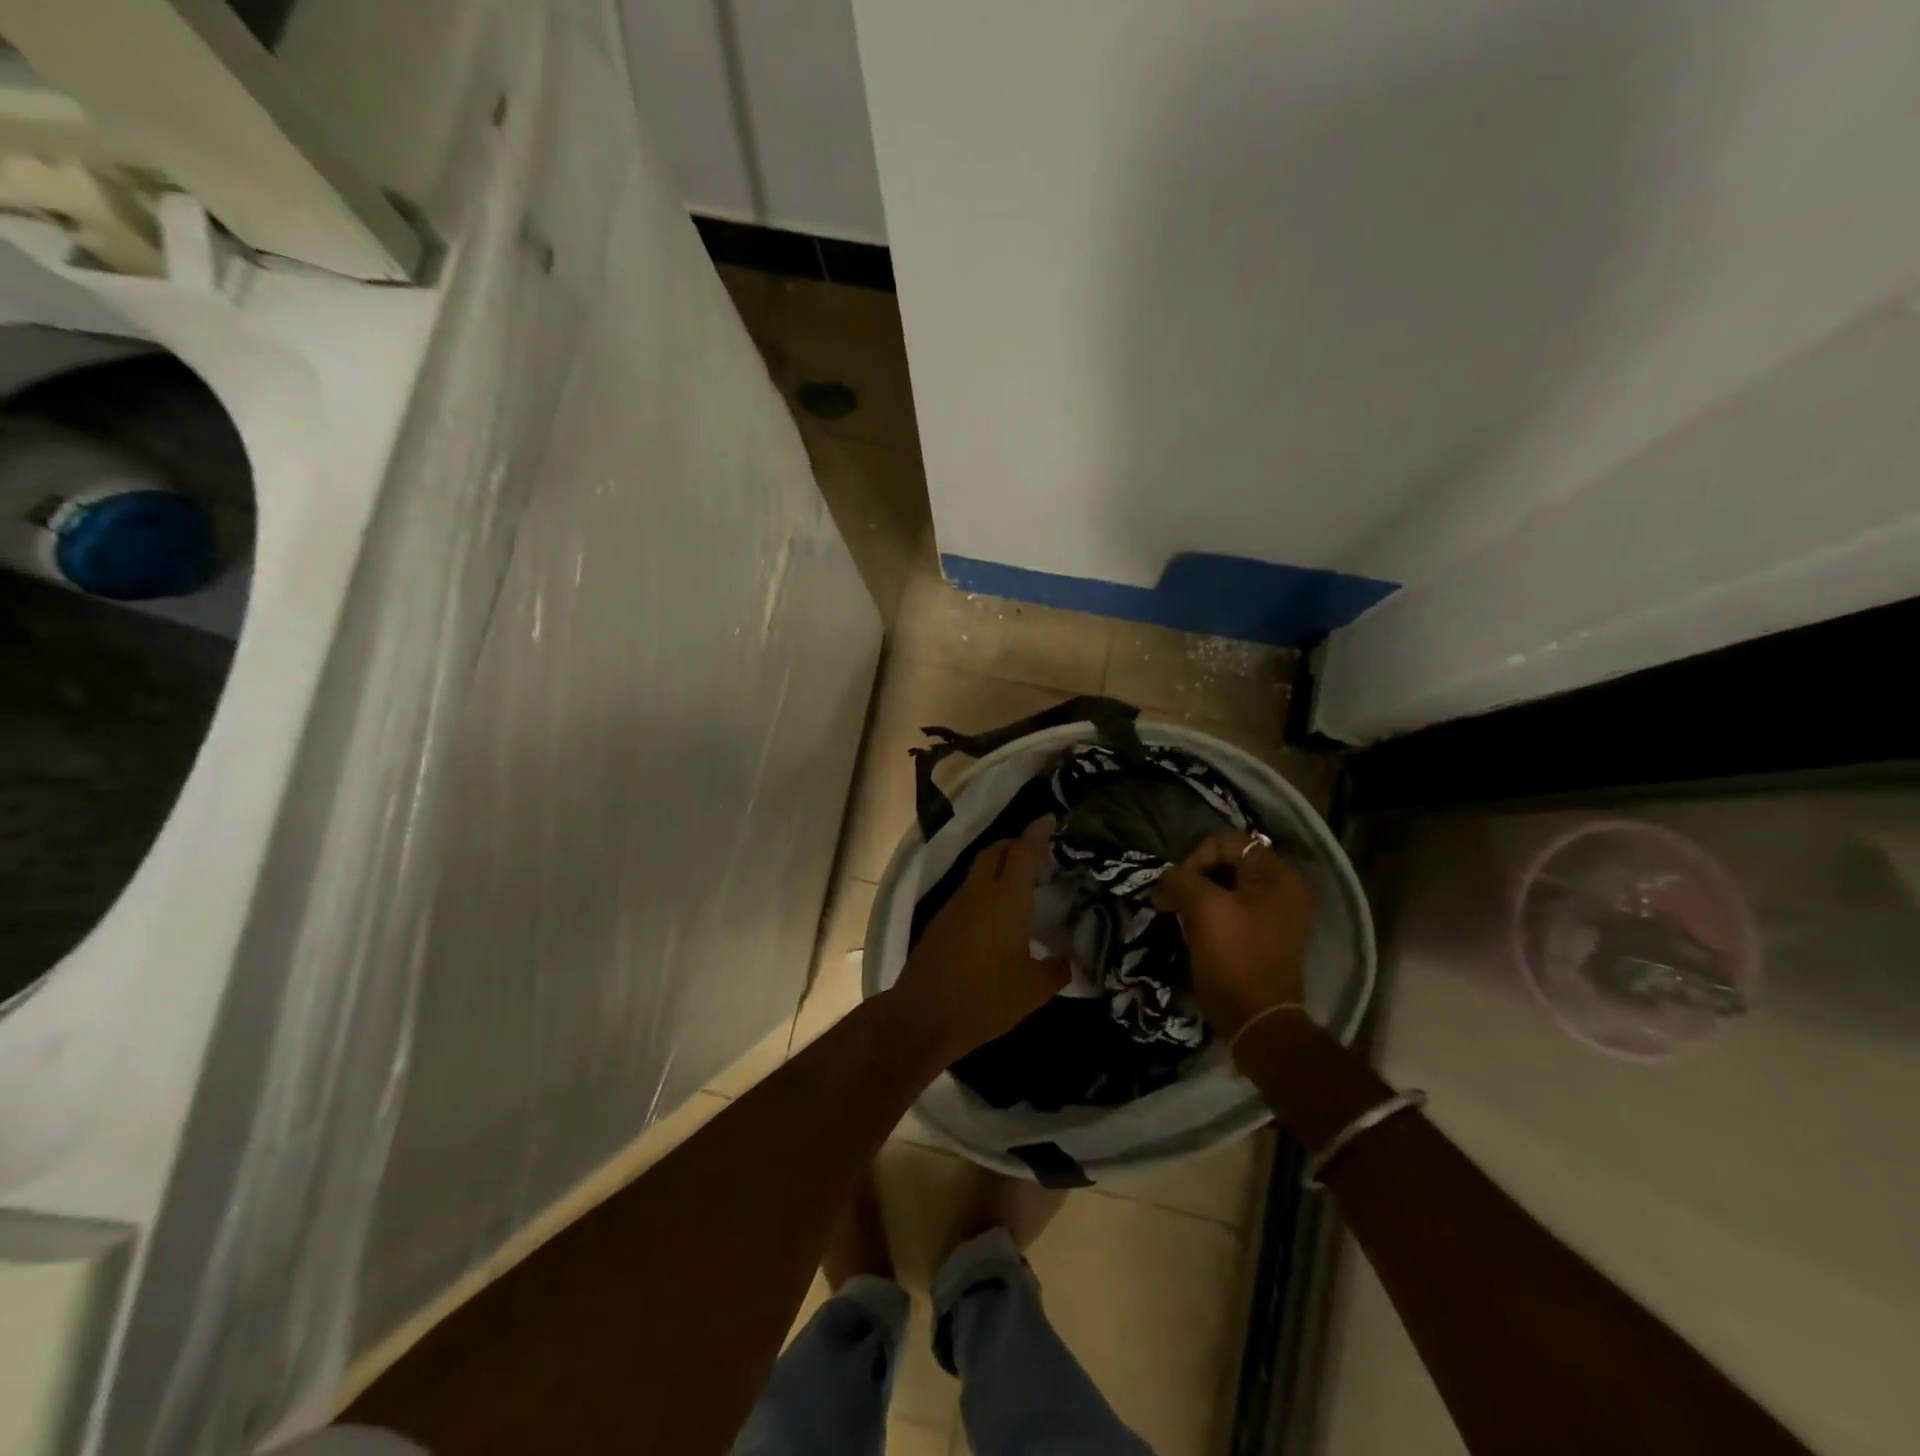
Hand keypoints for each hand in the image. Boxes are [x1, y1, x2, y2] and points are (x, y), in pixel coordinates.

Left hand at [890, 816, 1069, 1061]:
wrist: (924, 1015)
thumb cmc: (986, 998)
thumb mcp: (1033, 990)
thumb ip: (1056, 970)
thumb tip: (1070, 961)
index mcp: (1006, 899)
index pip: (1024, 853)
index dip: (1038, 833)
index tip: (1050, 818)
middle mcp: (979, 893)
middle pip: (995, 852)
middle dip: (1014, 845)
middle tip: (1035, 853)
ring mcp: (954, 906)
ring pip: (978, 872)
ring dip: (997, 869)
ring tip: (1018, 886)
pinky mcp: (939, 923)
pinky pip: (967, 894)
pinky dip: (984, 892)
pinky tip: (994, 917)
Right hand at [1155, 831, 1313, 1037]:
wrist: (1257, 1022)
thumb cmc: (1234, 958)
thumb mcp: (1204, 909)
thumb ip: (1181, 880)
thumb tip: (1166, 879)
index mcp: (1278, 877)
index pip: (1228, 842)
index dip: (1196, 858)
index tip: (1178, 887)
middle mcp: (1285, 889)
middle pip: (1229, 863)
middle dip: (1196, 878)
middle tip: (1174, 901)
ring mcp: (1277, 915)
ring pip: (1228, 887)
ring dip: (1200, 897)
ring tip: (1181, 916)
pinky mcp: (1266, 937)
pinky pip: (1233, 910)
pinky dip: (1211, 914)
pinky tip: (1195, 931)